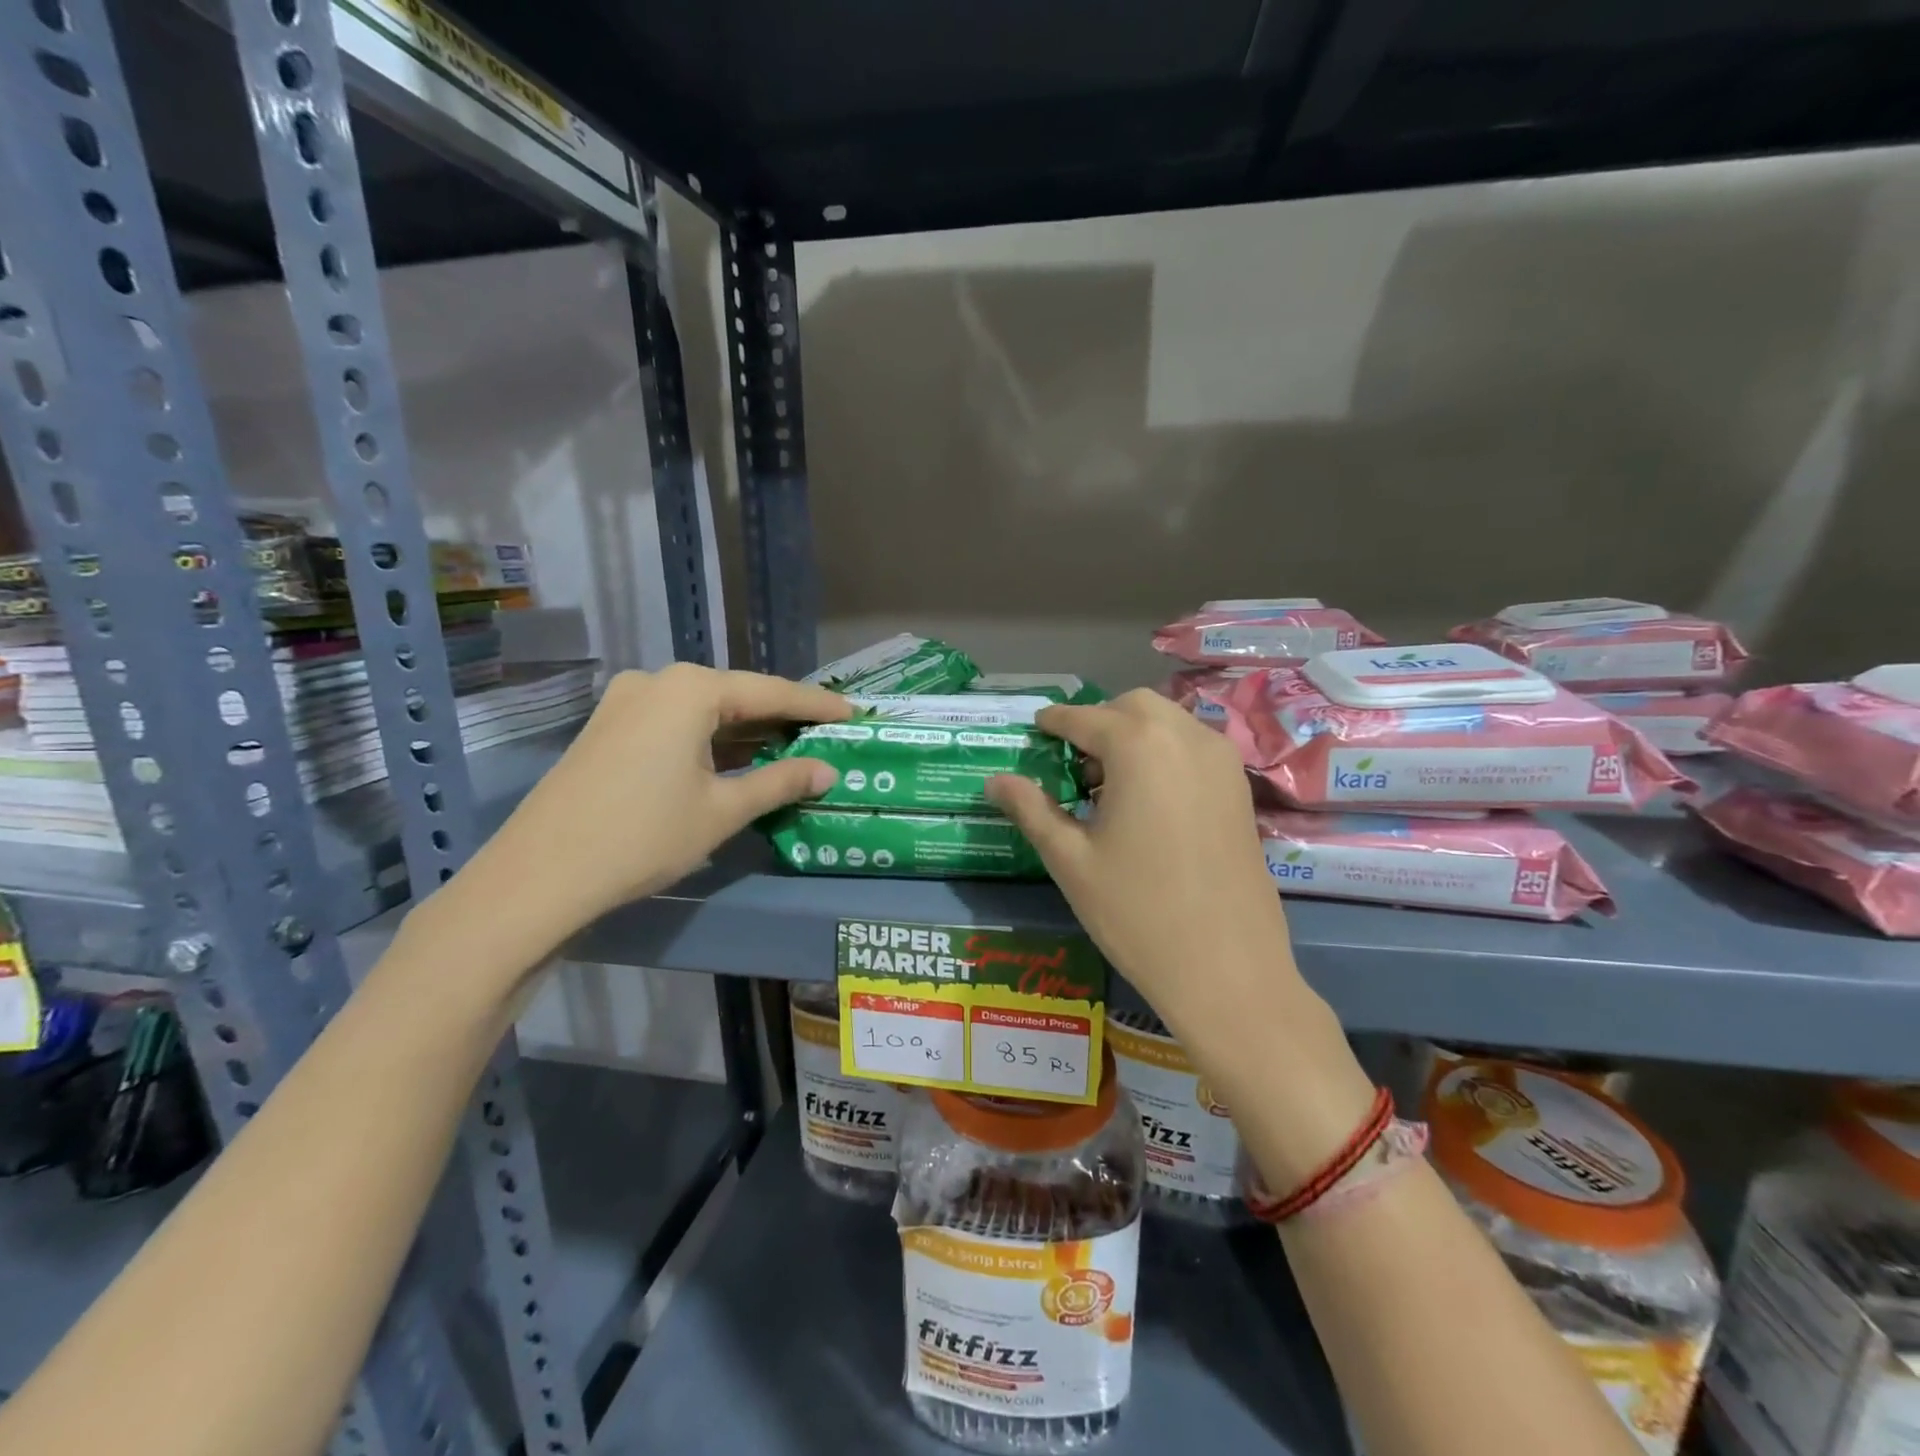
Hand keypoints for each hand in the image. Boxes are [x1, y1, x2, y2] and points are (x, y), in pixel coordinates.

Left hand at [438, 665, 846, 965]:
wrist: (539, 876)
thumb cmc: (644, 835)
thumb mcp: (723, 810)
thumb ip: (781, 783)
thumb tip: (828, 772)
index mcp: (690, 690)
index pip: (771, 692)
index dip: (816, 706)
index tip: (853, 715)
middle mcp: (657, 682)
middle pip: (736, 696)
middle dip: (780, 718)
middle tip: (824, 735)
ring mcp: (626, 703)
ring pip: (704, 711)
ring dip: (746, 732)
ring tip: (790, 748)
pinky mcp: (608, 728)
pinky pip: (676, 724)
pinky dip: (711, 740)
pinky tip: (736, 760)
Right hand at [986, 689, 1301, 1039]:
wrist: (1227, 969)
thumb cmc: (1136, 912)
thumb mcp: (1070, 860)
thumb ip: (1031, 810)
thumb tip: (995, 781)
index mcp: (1139, 746)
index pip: (1084, 718)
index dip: (1054, 722)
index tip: (1034, 729)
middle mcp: (1186, 737)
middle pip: (1132, 707)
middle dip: (1098, 723)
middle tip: (1072, 767)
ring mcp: (1222, 761)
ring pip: (1168, 723)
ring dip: (1133, 737)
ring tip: (1109, 788)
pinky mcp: (1241, 788)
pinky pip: (1194, 748)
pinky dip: (1165, 754)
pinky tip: (1148, 803)